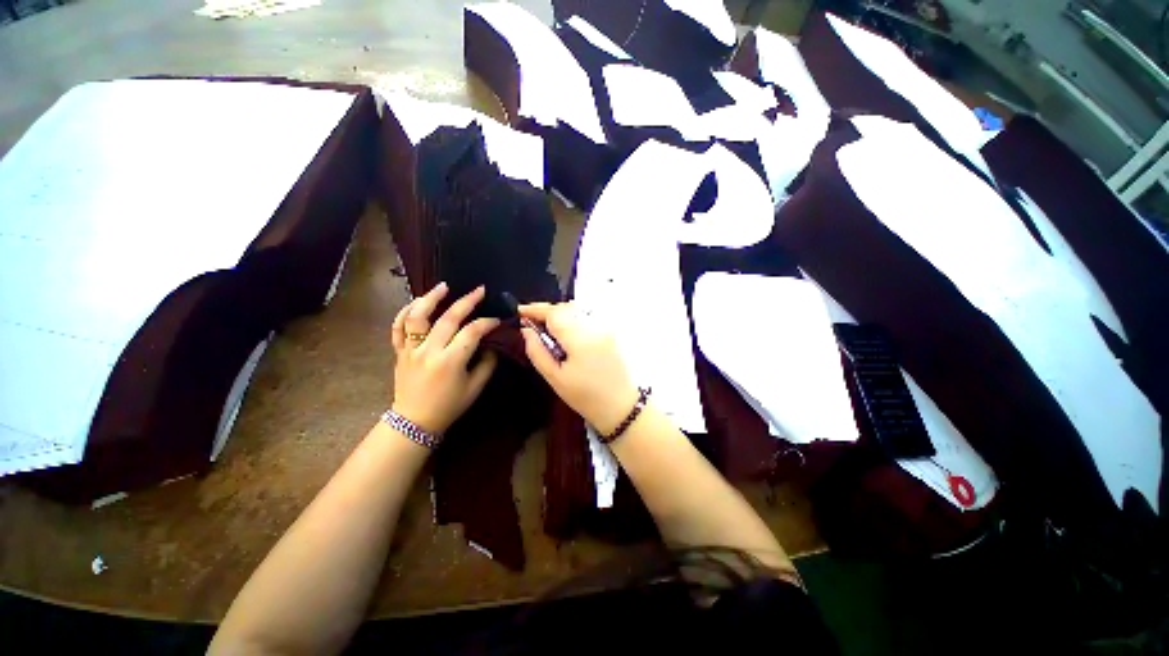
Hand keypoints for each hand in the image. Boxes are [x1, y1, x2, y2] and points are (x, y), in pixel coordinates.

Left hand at [391, 283, 498, 433]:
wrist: (414, 421)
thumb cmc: (448, 406)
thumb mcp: (475, 388)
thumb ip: (487, 364)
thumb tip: (491, 345)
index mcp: (450, 361)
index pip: (472, 333)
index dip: (487, 323)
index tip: (497, 320)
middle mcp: (429, 351)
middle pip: (448, 318)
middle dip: (467, 301)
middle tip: (479, 290)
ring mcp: (411, 349)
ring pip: (417, 316)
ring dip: (430, 298)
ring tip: (443, 286)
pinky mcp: (400, 351)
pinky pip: (397, 327)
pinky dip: (405, 312)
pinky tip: (416, 302)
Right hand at [519, 302, 639, 434]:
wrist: (621, 405)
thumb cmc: (585, 397)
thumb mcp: (555, 378)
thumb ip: (537, 351)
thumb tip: (526, 330)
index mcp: (580, 339)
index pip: (554, 313)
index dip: (535, 310)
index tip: (521, 312)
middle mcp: (596, 327)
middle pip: (566, 307)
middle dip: (548, 312)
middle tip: (533, 324)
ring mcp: (607, 327)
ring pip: (578, 309)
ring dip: (561, 314)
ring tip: (550, 330)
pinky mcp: (612, 330)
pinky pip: (588, 316)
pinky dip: (574, 318)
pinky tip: (569, 334)